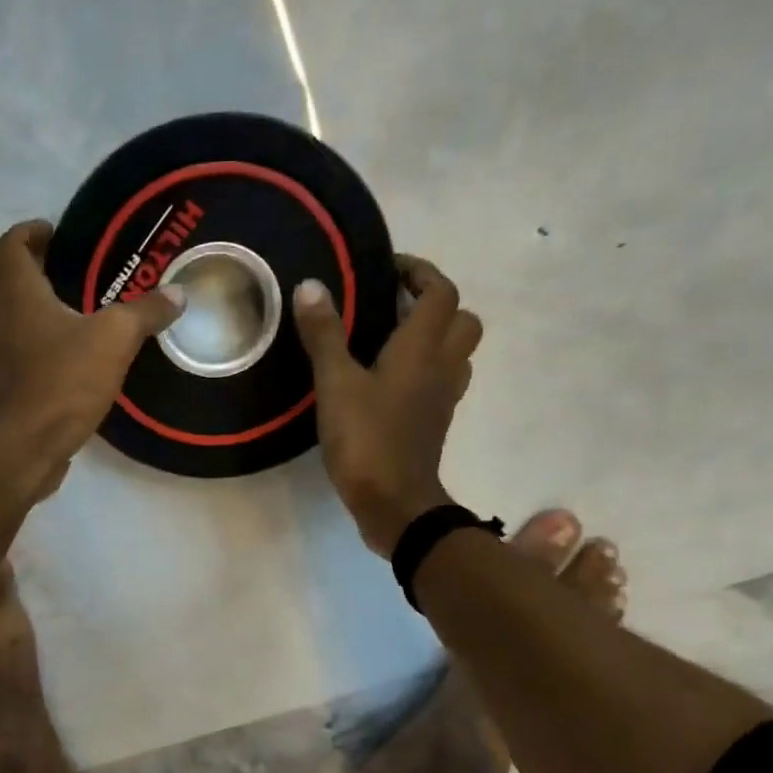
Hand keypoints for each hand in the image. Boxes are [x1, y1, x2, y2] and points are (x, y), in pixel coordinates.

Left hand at [0, 220, 181, 497]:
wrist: (31, 442)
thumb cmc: (67, 380)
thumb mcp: (115, 339)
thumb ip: (145, 312)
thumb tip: (177, 294)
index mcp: (18, 293)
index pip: (10, 245)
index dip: (28, 232)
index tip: (51, 233)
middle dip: (3, 261)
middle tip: (40, 268)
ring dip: (1, 302)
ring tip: (39, 308)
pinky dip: (11, 339)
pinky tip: (42, 350)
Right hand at [292, 255, 481, 555]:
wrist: (393, 502)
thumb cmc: (366, 439)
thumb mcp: (336, 384)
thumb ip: (324, 335)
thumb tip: (310, 286)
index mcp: (423, 349)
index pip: (440, 292)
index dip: (419, 272)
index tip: (388, 270)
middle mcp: (443, 367)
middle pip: (461, 319)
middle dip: (435, 302)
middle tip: (395, 305)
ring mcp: (443, 397)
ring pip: (458, 351)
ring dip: (436, 334)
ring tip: (393, 338)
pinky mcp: (434, 422)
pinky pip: (443, 380)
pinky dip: (427, 367)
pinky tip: (391, 379)